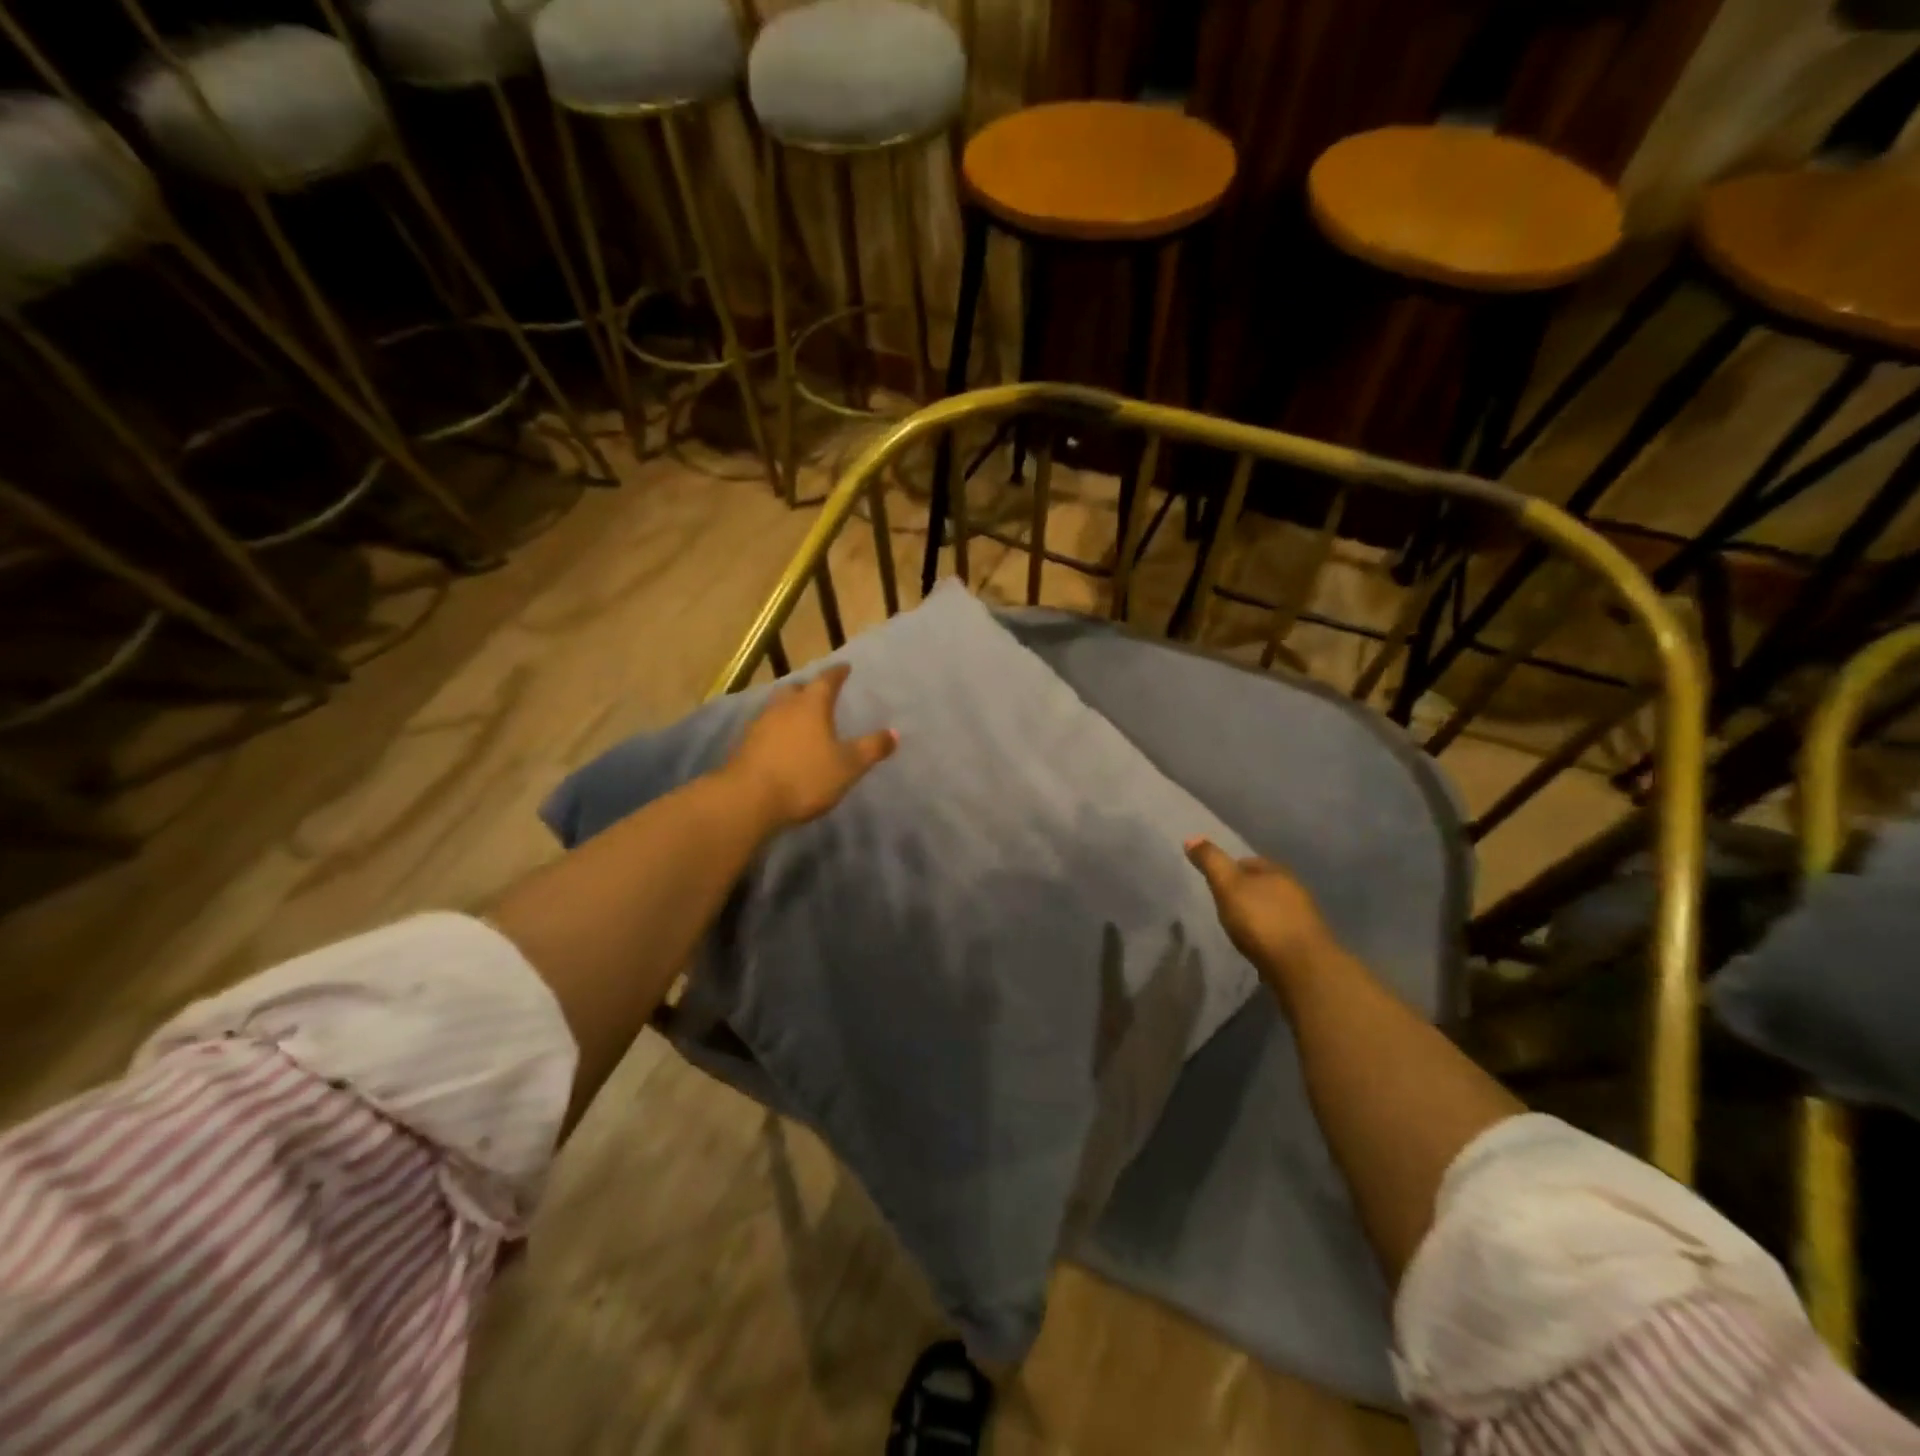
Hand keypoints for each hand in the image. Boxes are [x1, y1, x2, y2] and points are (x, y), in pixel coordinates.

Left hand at [726, 664, 897, 829]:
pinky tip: (782, 742)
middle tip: (820, 692)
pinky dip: (777, 729)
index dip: (838, 673)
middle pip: (796, 689)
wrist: (748, 800)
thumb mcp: (848, 766)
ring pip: (777, 707)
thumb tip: (894, 732)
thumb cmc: (805, 777)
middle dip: (809, 688)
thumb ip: (871, 748)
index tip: (845, 667)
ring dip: (790, 708)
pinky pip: (765, 728)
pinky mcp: (745, 745)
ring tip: (801, 717)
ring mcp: (760, 725)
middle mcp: (783, 707)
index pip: (827, 680)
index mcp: (811, 705)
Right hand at [1185, 838, 1334, 978]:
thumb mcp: (1227, 886)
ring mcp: (1304, 918)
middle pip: (1264, 884)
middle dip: (1246, 892)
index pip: (1249, 862)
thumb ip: (1211, 862)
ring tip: (1239, 927)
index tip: (1215, 883)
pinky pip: (1281, 931)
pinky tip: (1258, 945)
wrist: (1303, 968)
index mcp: (1276, 871)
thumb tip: (1191, 837)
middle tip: (1224, 904)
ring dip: (1259, 914)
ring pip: (1274, 908)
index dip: (1230, 869)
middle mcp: (1294, 889)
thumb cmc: (1260, 920)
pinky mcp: (1308, 944)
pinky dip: (1268, 934)